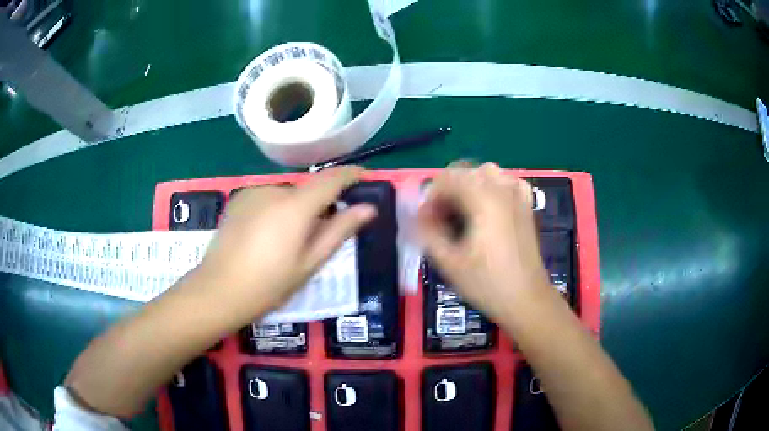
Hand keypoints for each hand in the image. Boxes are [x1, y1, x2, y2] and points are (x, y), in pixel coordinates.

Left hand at [195, 167, 375, 319]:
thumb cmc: (270, 284)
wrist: (219, 290)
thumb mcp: (310, 262)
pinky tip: (269, 235)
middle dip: (321, 202)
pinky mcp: (239, 200)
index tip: (364, 177)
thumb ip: (339, 230)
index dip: (350, 175)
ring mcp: (253, 193)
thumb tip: (368, 208)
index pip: (331, 179)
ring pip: (287, 194)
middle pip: (308, 188)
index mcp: (295, 205)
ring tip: (291, 239)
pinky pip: (268, 197)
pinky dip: (278, 208)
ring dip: (297, 207)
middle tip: (323, 231)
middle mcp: (274, 190)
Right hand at [417, 162, 552, 319]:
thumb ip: (427, 232)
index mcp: (483, 198)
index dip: (430, 197)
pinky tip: (487, 206)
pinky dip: (492, 187)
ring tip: (461, 213)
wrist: (527, 300)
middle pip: (464, 171)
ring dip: (467, 186)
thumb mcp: (449, 262)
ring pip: (485, 172)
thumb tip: (414, 213)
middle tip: (440, 219)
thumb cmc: (487, 283)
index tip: (425, 221)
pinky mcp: (526, 205)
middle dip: (447, 190)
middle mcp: (502, 188)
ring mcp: (517, 195)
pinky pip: (505, 181)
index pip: (446, 179)